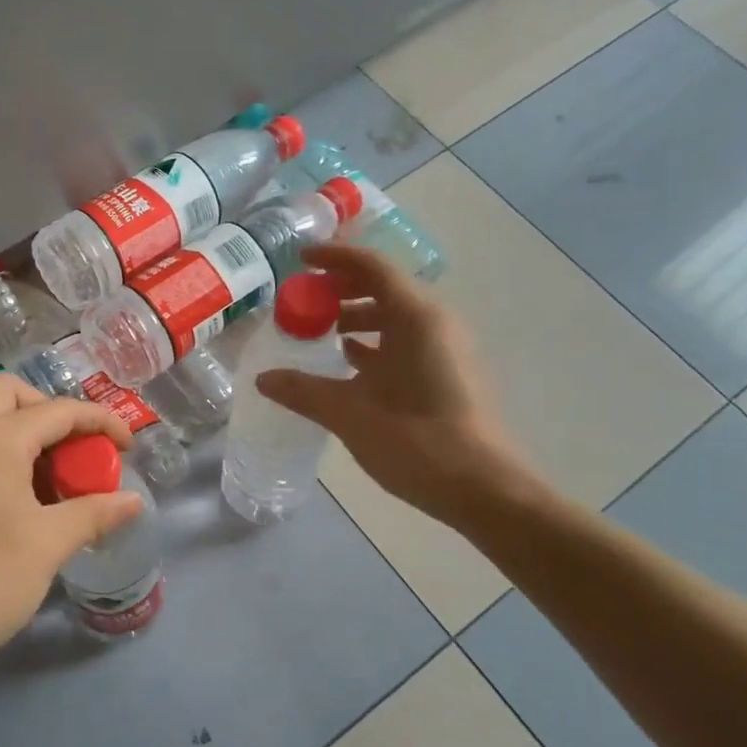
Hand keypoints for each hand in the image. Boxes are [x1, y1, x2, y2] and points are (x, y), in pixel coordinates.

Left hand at [0, 373, 143, 688]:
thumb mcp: (49, 544)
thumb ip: (94, 513)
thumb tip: (133, 501)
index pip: (59, 410)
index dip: (101, 422)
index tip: (128, 447)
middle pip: (11, 394)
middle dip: (52, 412)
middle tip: (77, 451)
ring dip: (26, 432)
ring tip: (55, 480)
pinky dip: (2, 454)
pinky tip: (20, 500)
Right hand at [256, 243, 543, 531]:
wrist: (483, 489)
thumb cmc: (416, 441)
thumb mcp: (349, 413)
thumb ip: (303, 391)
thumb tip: (263, 379)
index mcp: (416, 318)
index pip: (372, 267)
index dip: (334, 258)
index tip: (300, 259)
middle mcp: (436, 323)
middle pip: (386, 287)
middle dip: (342, 289)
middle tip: (304, 300)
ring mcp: (447, 349)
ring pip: (397, 317)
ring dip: (358, 317)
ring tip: (320, 333)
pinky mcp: (450, 373)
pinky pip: (407, 342)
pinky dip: (376, 343)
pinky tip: (349, 365)